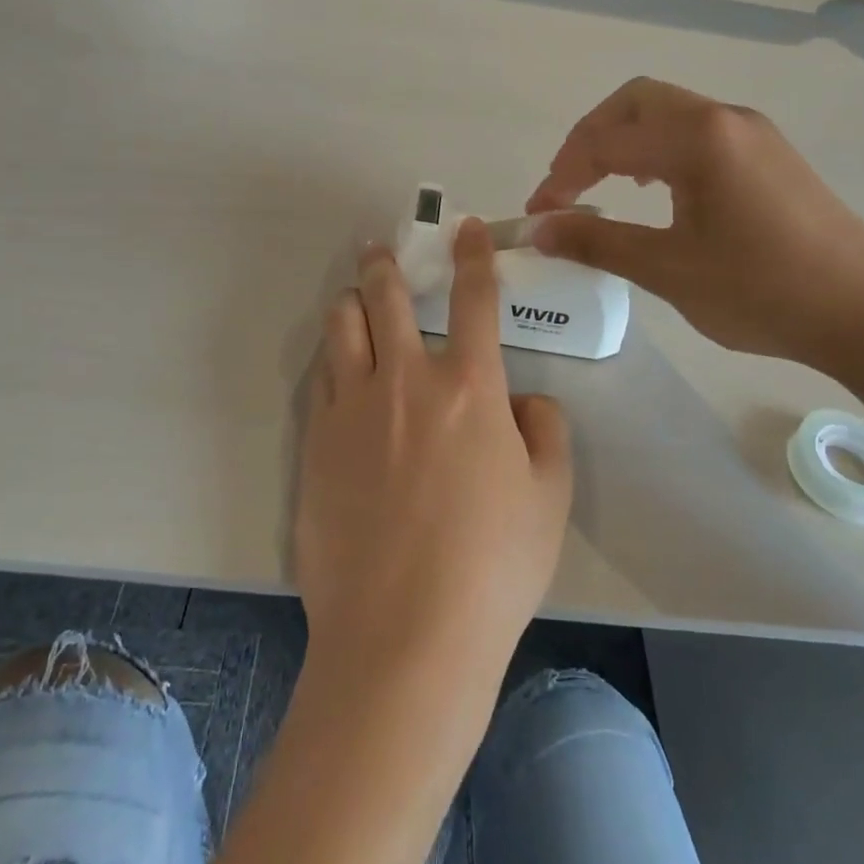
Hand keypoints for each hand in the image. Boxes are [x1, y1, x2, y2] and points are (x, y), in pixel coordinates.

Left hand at [295, 220, 572, 688]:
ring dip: (350, 303)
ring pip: (341, 327)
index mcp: (469, 387)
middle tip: (383, 250)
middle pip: (388, 297)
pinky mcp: (315, 443)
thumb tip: (524, 401)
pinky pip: (320, 379)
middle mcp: (405, 381)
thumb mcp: (548, 498)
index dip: (474, 255)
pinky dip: (333, 359)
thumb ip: (546, 433)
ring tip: (355, 300)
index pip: (475, 298)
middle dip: (387, 264)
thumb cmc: (492, 567)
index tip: (467, 228)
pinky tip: (340, 368)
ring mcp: (351, 409)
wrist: (404, 635)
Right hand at [526, 77, 863, 373]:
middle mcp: (724, 118)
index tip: (537, 215)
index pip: (606, 142)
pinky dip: (660, 149)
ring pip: (669, 113)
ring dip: (625, 140)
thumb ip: (597, 242)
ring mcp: (753, 132)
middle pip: (635, 102)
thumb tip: (539, 230)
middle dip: (589, 139)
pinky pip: (698, 131)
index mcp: (697, 138)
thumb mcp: (668, 270)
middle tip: (566, 186)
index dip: (561, 176)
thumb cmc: (761, 291)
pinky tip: (658, 190)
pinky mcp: (770, 154)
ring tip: (603, 186)